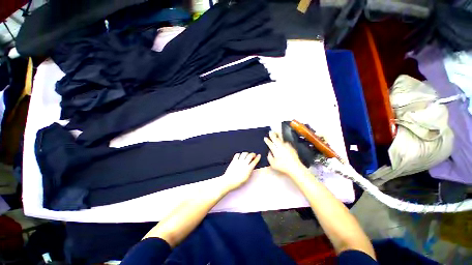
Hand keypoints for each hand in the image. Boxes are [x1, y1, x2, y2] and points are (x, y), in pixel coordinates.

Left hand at [219, 152, 260, 191]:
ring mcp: (238, 161)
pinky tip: (240, 156)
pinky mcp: (233, 160)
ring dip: (247, 153)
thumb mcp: (247, 177)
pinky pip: (237, 154)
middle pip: (250, 155)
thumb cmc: (238, 182)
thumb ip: (250, 171)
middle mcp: (244, 164)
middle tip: (253, 155)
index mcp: (248, 169)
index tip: (259, 155)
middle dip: (253, 154)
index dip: (257, 158)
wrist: (229, 181)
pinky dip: (239, 154)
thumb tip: (251, 166)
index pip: (255, 161)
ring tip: (247, 155)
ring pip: (244, 153)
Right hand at [264, 131, 306, 177]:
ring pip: (281, 139)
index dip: (267, 140)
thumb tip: (269, 152)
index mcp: (276, 151)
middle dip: (272, 135)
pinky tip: (283, 140)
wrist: (295, 167)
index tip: (265, 138)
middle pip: (276, 139)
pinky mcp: (291, 147)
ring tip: (276, 132)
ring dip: (278, 135)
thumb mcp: (273, 164)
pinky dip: (283, 140)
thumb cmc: (283, 167)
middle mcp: (281, 147)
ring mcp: (287, 146)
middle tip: (270, 131)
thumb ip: (269, 157)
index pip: (270, 144)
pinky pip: (286, 142)